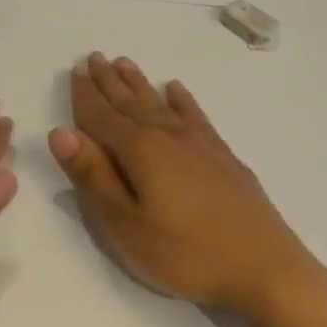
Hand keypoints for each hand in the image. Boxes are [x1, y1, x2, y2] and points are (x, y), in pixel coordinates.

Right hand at [49, 53, 326, 323]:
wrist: (265, 269)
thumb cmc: (185, 253)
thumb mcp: (126, 225)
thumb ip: (93, 177)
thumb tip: (61, 132)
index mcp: (139, 151)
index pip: (102, 116)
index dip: (85, 95)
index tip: (75, 70)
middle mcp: (168, 137)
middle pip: (130, 102)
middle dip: (109, 81)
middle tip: (94, 57)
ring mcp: (199, 144)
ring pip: (160, 103)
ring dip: (139, 84)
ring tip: (124, 63)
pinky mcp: (223, 156)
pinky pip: (194, 115)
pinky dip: (181, 100)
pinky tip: (176, 90)